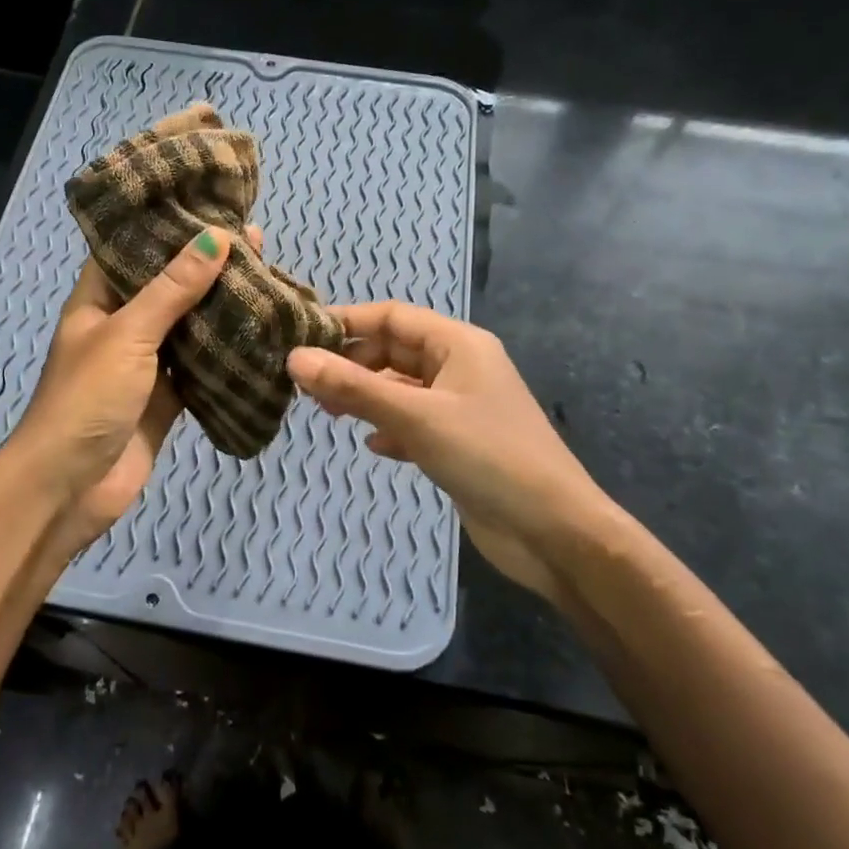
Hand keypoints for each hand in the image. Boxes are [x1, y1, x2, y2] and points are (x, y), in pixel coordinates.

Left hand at [2, 227, 253, 569]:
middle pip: (167, 286)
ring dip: (221, 308)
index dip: (166, 225)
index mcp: (98, 301)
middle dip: (206, 266)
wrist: (70, 488)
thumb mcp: (127, 334)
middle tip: (257, 241)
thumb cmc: (87, 399)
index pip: (131, 247)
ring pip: (188, 327)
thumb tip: (217, 237)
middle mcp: (122, 326)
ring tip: (268, 277)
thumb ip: (172, 288)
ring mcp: (146, 365)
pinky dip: (226, 355)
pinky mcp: (167, 399)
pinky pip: (200, 368)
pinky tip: (261, 334)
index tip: (210, 202)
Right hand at [287, 302, 621, 599]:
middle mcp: (460, 368)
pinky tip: (373, 445)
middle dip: (352, 364)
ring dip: (366, 397)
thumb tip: (294, 359)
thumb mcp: (415, 417)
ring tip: (327, 413)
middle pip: (394, 351)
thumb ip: (353, 387)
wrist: (553, 532)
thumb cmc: (488, 457)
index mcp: (459, 345)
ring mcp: (461, 407)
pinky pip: (413, 422)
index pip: (392, 316)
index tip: (300, 339)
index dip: (346, 323)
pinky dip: (389, 428)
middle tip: (308, 386)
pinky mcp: (459, 443)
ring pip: (401, 388)